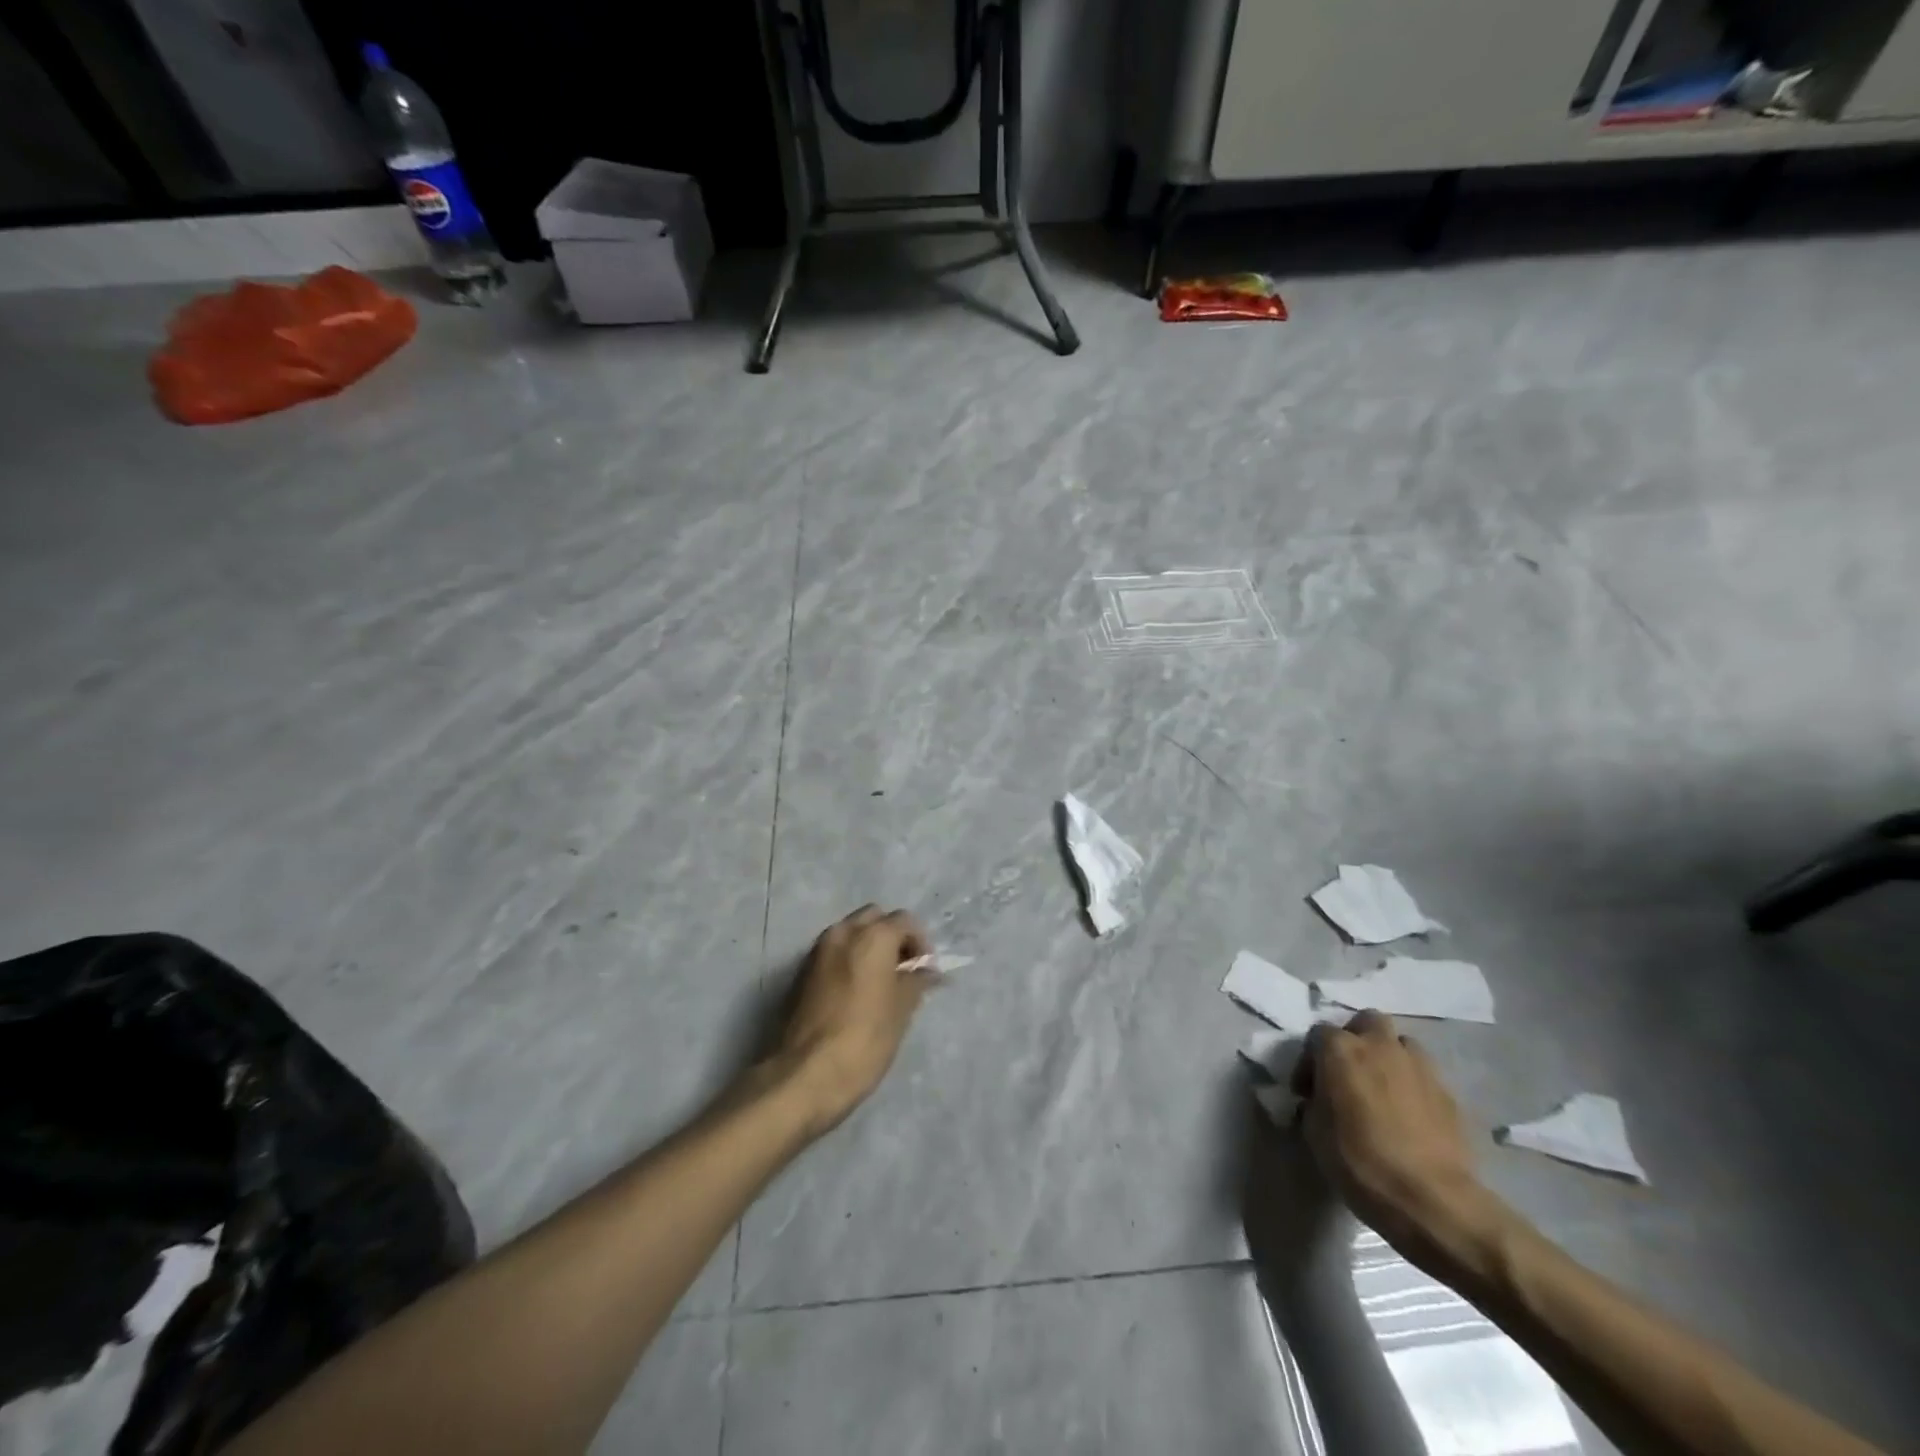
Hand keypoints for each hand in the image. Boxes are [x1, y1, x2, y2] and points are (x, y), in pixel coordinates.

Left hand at [773, 905, 931, 1136]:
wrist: (804, 1075)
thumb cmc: (864, 1039)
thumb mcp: (901, 1011)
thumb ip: (916, 982)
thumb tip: (927, 971)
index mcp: (872, 936)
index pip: (905, 921)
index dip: (920, 943)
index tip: (925, 972)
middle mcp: (843, 933)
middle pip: (874, 918)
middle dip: (891, 937)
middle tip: (903, 971)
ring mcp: (817, 951)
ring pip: (850, 933)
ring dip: (867, 947)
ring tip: (880, 984)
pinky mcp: (800, 972)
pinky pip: (832, 954)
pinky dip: (847, 961)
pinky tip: (855, 994)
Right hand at [1293, 1010, 1501, 1268]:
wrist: (1432, 1199)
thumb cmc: (1360, 1161)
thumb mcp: (1314, 1132)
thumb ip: (1313, 1103)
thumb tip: (1318, 1100)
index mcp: (1340, 1049)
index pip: (1318, 1035)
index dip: (1309, 1061)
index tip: (1308, 1092)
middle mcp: (1379, 1045)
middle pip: (1367, 1022)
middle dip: (1357, 1039)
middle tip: (1349, 1072)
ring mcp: (1419, 1066)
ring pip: (1401, 1044)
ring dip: (1389, 1059)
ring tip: (1382, 1091)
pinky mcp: (1448, 1093)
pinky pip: (1423, 1076)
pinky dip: (1412, 1086)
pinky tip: (1408, 1116)